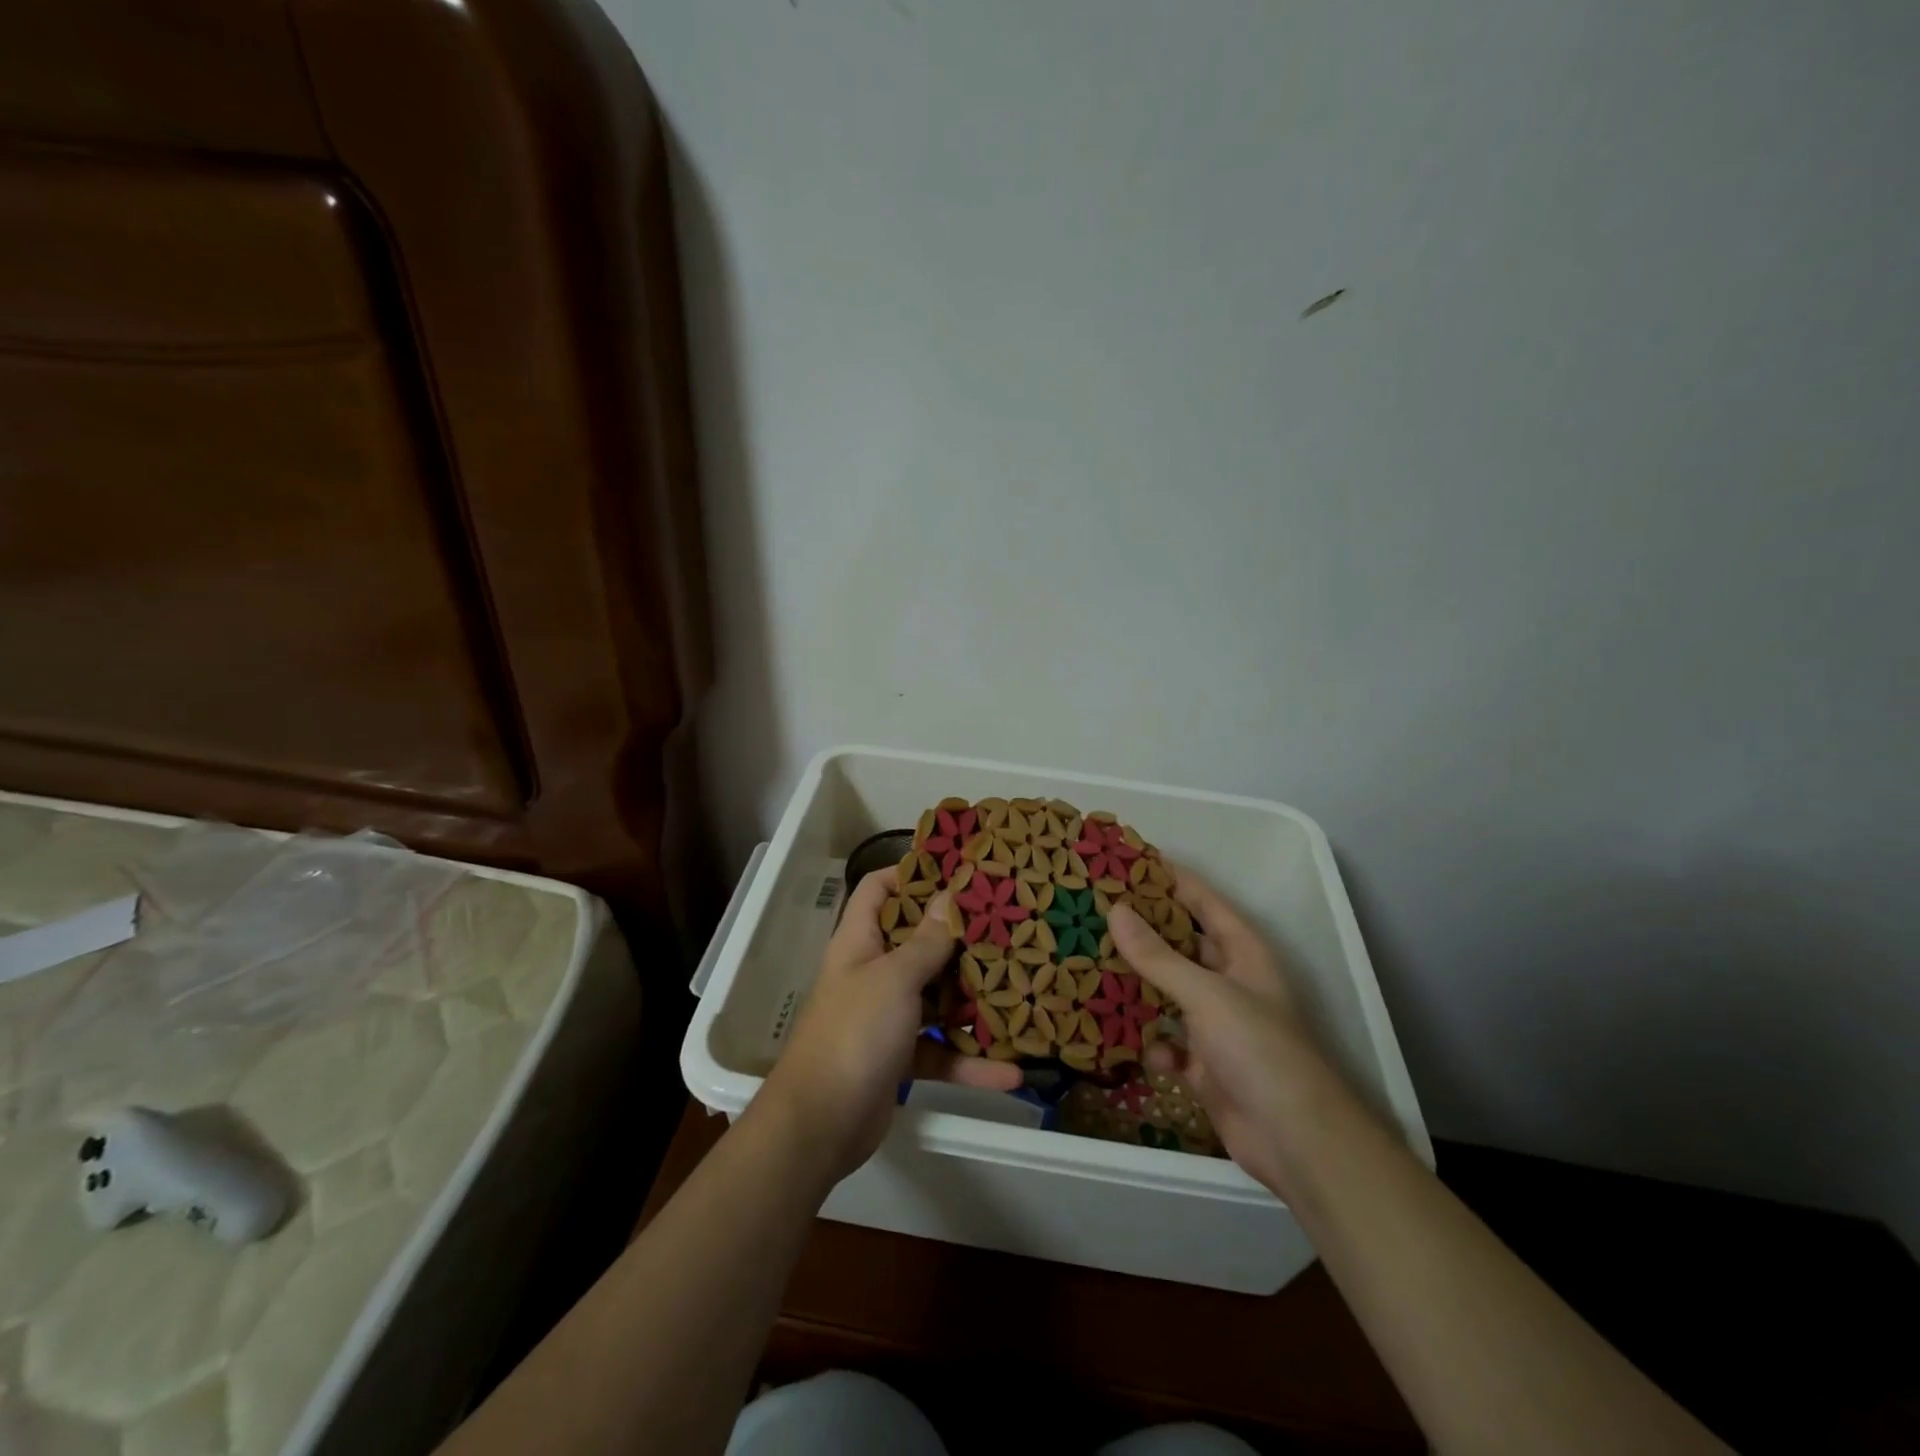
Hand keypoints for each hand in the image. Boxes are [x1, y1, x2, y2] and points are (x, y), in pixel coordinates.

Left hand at [762, 867, 1021, 1182]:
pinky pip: (941, 1049)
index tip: (956, 870)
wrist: (820, 1124)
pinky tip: (1010, 1073)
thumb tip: (950, 895)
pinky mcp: (900, 1056)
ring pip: (936, 997)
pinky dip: (970, 1061)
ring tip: (1021, 992)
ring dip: (973, 1001)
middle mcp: (873, 972)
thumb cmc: (854, 1033)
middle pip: (918, 942)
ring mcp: (887, 1016)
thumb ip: (927, 940)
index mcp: (860, 942)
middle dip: (959, 939)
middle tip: (1006, 926)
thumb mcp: (895, 978)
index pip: (878, 890)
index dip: (910, 874)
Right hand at [1107, 871, 1339, 1197]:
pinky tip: (1132, 1044)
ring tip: (1091, 965)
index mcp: (1243, 952)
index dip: (1171, 878)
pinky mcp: (1204, 1064)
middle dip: (1144, 931)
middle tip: (1095, 911)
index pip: (1204, 901)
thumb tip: (1115, 910)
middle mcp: (1230, 981)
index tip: (1127, 861)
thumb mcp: (1205, 994)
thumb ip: (1157, 955)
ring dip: (1139, 986)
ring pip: (1169, 992)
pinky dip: (1151, 1042)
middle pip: (1182, 944)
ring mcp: (1217, 1024)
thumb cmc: (1257, 1049)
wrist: (1295, 1140)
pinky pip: (1167, 1041)